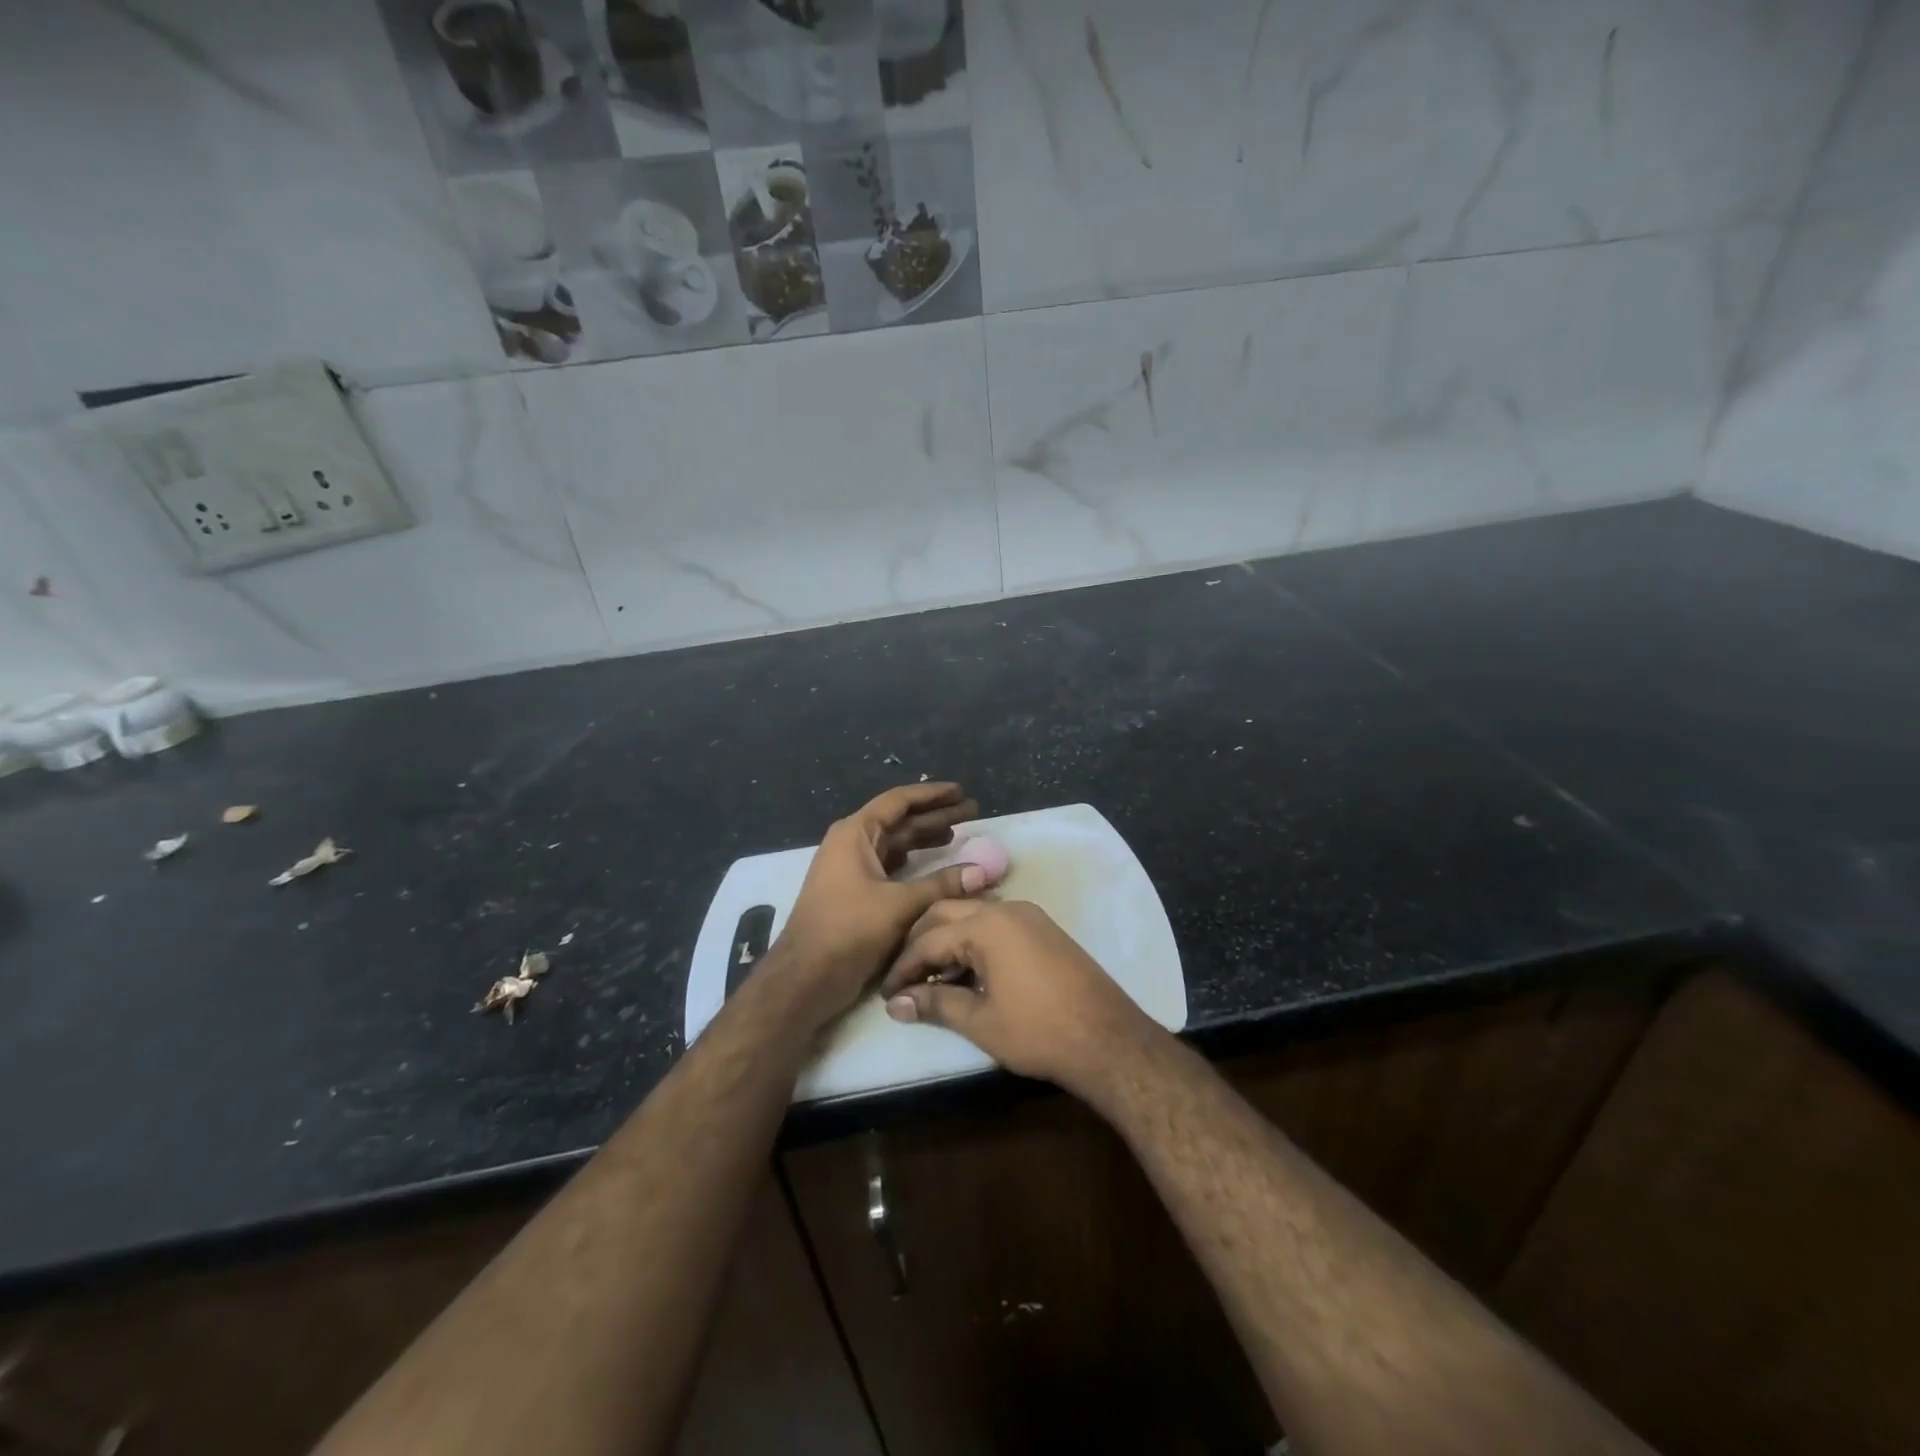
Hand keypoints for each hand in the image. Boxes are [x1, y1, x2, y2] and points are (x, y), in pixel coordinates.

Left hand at [770, 782, 991, 1028]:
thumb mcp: (900, 905)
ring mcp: (852, 870)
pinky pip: (891, 868)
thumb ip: (942, 885)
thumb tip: (982, 872)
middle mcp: (852, 844)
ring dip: (926, 840)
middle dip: (935, 816)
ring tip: (959, 835)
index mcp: (855, 834)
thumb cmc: (848, 930)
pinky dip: (915, 865)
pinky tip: (936, 868)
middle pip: (900, 821)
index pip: (899, 801)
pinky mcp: (856, 894)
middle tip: (971, 811)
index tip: (960, 790)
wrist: (805, 977)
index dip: (932, 795)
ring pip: (896, 846)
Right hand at [879, 900, 1157, 1093]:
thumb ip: (935, 1005)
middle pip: (947, 913)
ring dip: (947, 939)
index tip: (887, 993)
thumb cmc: (1038, 1031)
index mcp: (986, 925)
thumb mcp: (980, 1021)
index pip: (929, 939)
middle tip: (904, 977)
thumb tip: (896, 1004)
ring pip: (972, 915)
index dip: (904, 967)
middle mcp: (1006, 909)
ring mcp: (1029, 916)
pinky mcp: (1043, 929)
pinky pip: (996, 924)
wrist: (1108, 1038)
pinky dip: (973, 940)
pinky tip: (967, 971)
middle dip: (920, 943)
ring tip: (931, 977)